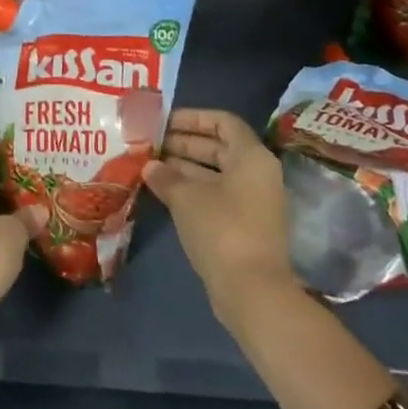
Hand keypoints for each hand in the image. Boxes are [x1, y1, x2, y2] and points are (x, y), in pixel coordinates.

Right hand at [143, 108, 297, 324]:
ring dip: (185, 167)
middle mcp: (257, 174)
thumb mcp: (186, 197)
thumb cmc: (222, 229)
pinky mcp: (245, 226)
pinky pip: (217, 196)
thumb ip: (167, 176)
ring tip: (151, 165)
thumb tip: (150, 166)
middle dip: (184, 143)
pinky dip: (193, 190)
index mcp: (251, 156)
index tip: (164, 121)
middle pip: (220, 147)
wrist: (253, 291)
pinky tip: (164, 192)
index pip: (223, 122)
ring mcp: (253, 202)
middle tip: (151, 143)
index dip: (193, 118)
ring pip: (216, 173)